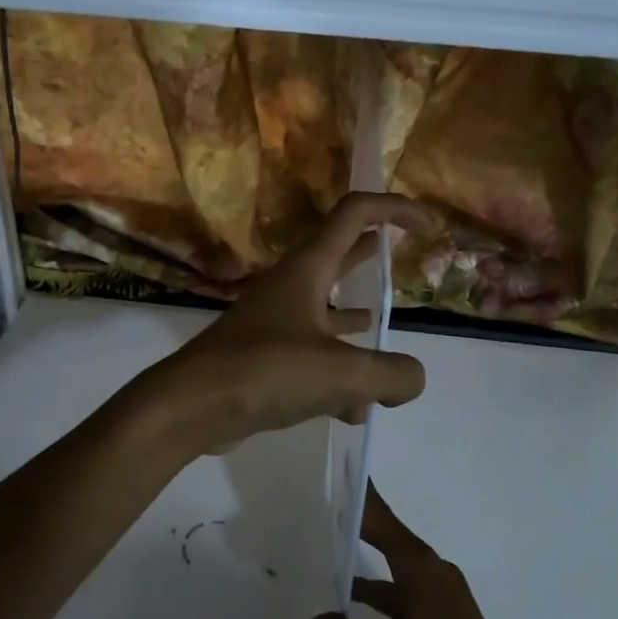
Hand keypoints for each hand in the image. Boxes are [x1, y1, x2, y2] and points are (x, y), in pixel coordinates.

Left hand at [149, 193, 435, 452]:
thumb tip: (413, 379)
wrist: (190, 407)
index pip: (354, 214)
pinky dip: (336, 375)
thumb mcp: (341, 372)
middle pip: (337, 256)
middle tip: (398, 253)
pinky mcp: (264, 359)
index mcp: (307, 270)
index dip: (394, 209)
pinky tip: (356, 409)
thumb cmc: (265, 371)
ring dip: (352, 317)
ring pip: (324, 310)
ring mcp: (273, 323)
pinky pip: (310, 357)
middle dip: (369, 253)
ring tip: (379, 326)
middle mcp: (290, 288)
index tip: (427, 227)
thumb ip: (390, 374)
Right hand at [311, 485, 529, 618]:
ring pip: (396, 571)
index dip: (359, 496)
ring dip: (366, 571)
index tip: (338, 472)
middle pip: (388, 539)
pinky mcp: (446, 616)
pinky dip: (382, 597)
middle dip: (357, 528)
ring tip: (327, 569)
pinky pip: (406, 592)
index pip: (381, 519)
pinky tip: (356, 616)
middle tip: (323, 515)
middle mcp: (432, 571)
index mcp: (419, 567)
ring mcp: (442, 594)